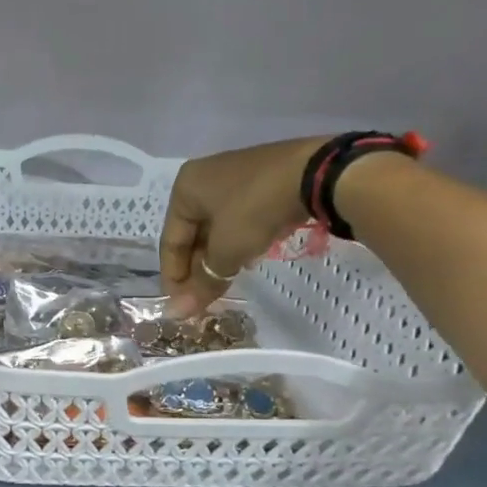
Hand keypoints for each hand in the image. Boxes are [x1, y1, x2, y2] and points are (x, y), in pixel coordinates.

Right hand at [160, 137, 329, 313]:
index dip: (174, 277)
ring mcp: (233, 177)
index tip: (181, 306)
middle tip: (203, 299)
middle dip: (197, 268)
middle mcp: (202, 179)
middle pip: (192, 234)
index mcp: (184, 189)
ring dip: (217, 258)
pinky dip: (236, 242)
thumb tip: (177, 313)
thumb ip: (203, 281)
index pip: (170, 241)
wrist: (316, 173)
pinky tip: (246, 260)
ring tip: (224, 284)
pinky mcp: (259, 180)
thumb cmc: (255, 208)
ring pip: (216, 228)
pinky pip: (238, 218)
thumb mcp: (227, 250)